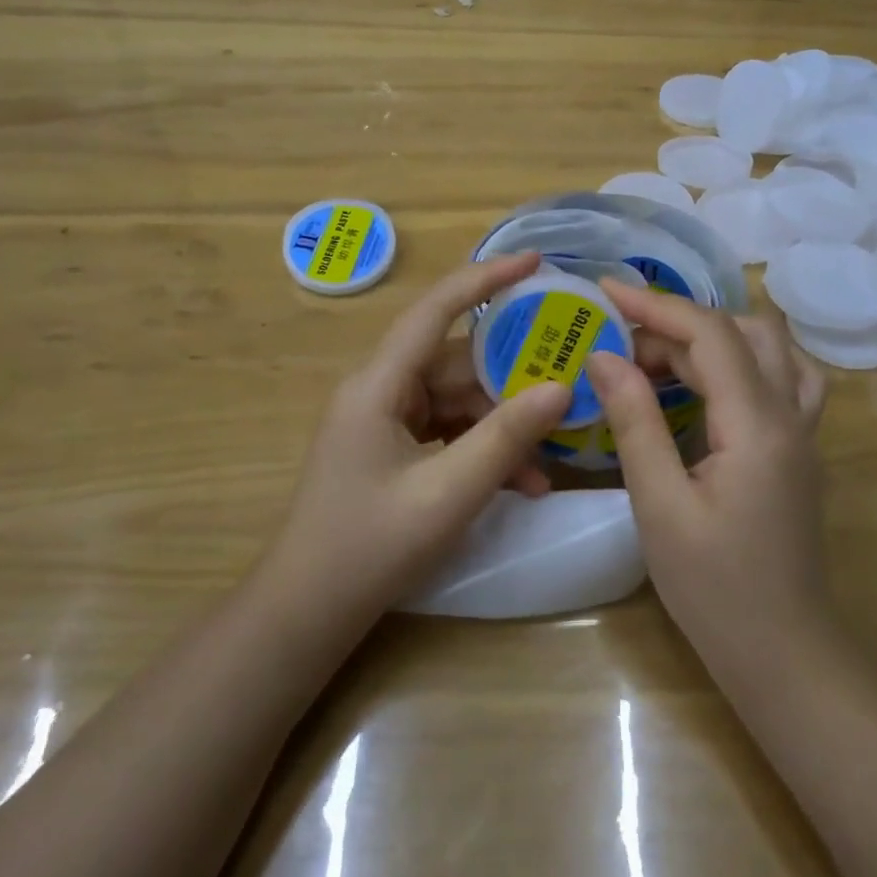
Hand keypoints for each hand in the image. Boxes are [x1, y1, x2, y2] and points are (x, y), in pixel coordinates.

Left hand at [267, 253, 571, 623]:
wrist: (306, 614)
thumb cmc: (369, 548)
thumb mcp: (448, 492)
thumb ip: (506, 437)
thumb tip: (561, 388)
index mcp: (379, 384)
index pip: (436, 310)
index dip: (485, 278)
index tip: (536, 262)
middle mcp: (381, 391)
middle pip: (458, 363)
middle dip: (513, 377)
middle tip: (569, 381)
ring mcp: (386, 422)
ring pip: (459, 401)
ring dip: (503, 426)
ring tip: (550, 454)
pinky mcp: (394, 450)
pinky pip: (449, 433)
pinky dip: (484, 450)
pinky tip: (523, 482)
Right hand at [586, 285, 831, 667]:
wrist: (786, 655)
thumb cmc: (715, 590)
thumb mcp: (660, 506)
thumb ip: (636, 423)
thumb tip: (605, 357)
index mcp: (758, 425)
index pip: (710, 335)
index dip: (656, 306)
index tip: (604, 292)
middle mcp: (791, 414)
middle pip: (742, 332)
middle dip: (677, 323)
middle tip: (621, 342)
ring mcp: (803, 432)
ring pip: (771, 348)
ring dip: (715, 335)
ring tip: (661, 354)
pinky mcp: (799, 449)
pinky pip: (782, 376)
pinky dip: (742, 359)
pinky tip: (710, 381)